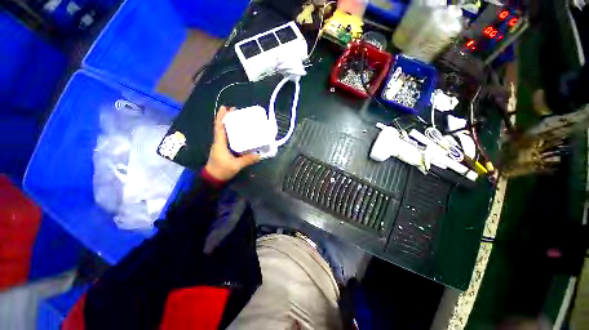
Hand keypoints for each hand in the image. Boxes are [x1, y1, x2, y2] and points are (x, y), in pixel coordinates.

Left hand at [205, 106, 260, 180]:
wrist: (213, 179)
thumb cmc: (221, 170)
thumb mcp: (235, 165)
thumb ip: (247, 160)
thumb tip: (259, 155)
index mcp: (219, 143)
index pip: (219, 127)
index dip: (221, 116)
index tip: (226, 107)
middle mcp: (219, 142)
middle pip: (221, 127)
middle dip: (227, 118)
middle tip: (236, 112)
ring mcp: (220, 146)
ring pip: (224, 132)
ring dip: (229, 125)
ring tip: (239, 120)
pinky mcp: (223, 150)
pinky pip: (227, 138)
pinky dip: (231, 133)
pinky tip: (239, 134)